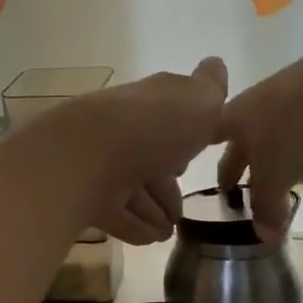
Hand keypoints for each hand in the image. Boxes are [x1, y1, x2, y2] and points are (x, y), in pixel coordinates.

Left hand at [78, 57, 228, 244]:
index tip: (192, 160)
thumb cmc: (153, 126)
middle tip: (183, 210)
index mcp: (148, 105)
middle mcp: (122, 133)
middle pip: (147, 160)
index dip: (181, 139)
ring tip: (169, 231)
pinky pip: (116, 215)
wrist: (89, 157)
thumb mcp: (198, 101)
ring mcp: (100, 166)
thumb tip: (216, 64)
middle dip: (165, 184)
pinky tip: (150, 238)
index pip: (165, 119)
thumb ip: (210, 88)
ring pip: (131, 190)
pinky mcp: (86, 198)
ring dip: (152, 210)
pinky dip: (134, 226)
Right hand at [218, 26, 302, 241]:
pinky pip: (302, 125)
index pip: (205, 143)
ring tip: (280, 182)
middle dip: (241, 165)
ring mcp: (288, 93)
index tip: (209, 187)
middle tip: (239, 191)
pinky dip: (302, 144)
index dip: (207, 165)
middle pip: (240, 139)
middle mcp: (253, 103)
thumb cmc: (300, 127)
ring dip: (273, 156)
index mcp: (232, 118)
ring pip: (272, 132)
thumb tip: (264, 237)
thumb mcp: (278, 175)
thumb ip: (266, 207)